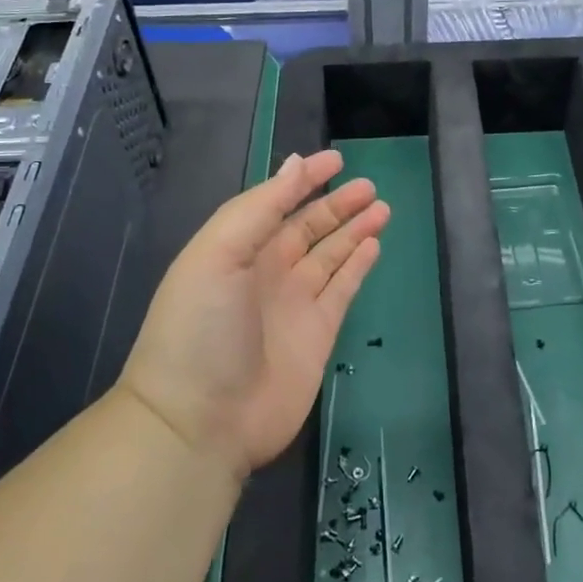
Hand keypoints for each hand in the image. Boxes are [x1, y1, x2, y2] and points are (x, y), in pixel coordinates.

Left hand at [117, 150, 387, 481]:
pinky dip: (357, 266)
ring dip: (354, 230)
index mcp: (237, 248)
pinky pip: (342, 289)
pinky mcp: (318, 335)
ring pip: (330, 255)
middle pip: (308, 226)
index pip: (277, 202)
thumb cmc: (202, 328)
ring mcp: (293, 304)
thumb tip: (295, 164)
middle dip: (337, 204)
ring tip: (381, 208)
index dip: (304, 179)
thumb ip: (260, 209)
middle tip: (370, 186)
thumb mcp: (219, 255)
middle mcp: (266, 270)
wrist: (200, 422)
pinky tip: (373, 245)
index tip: (336, 159)